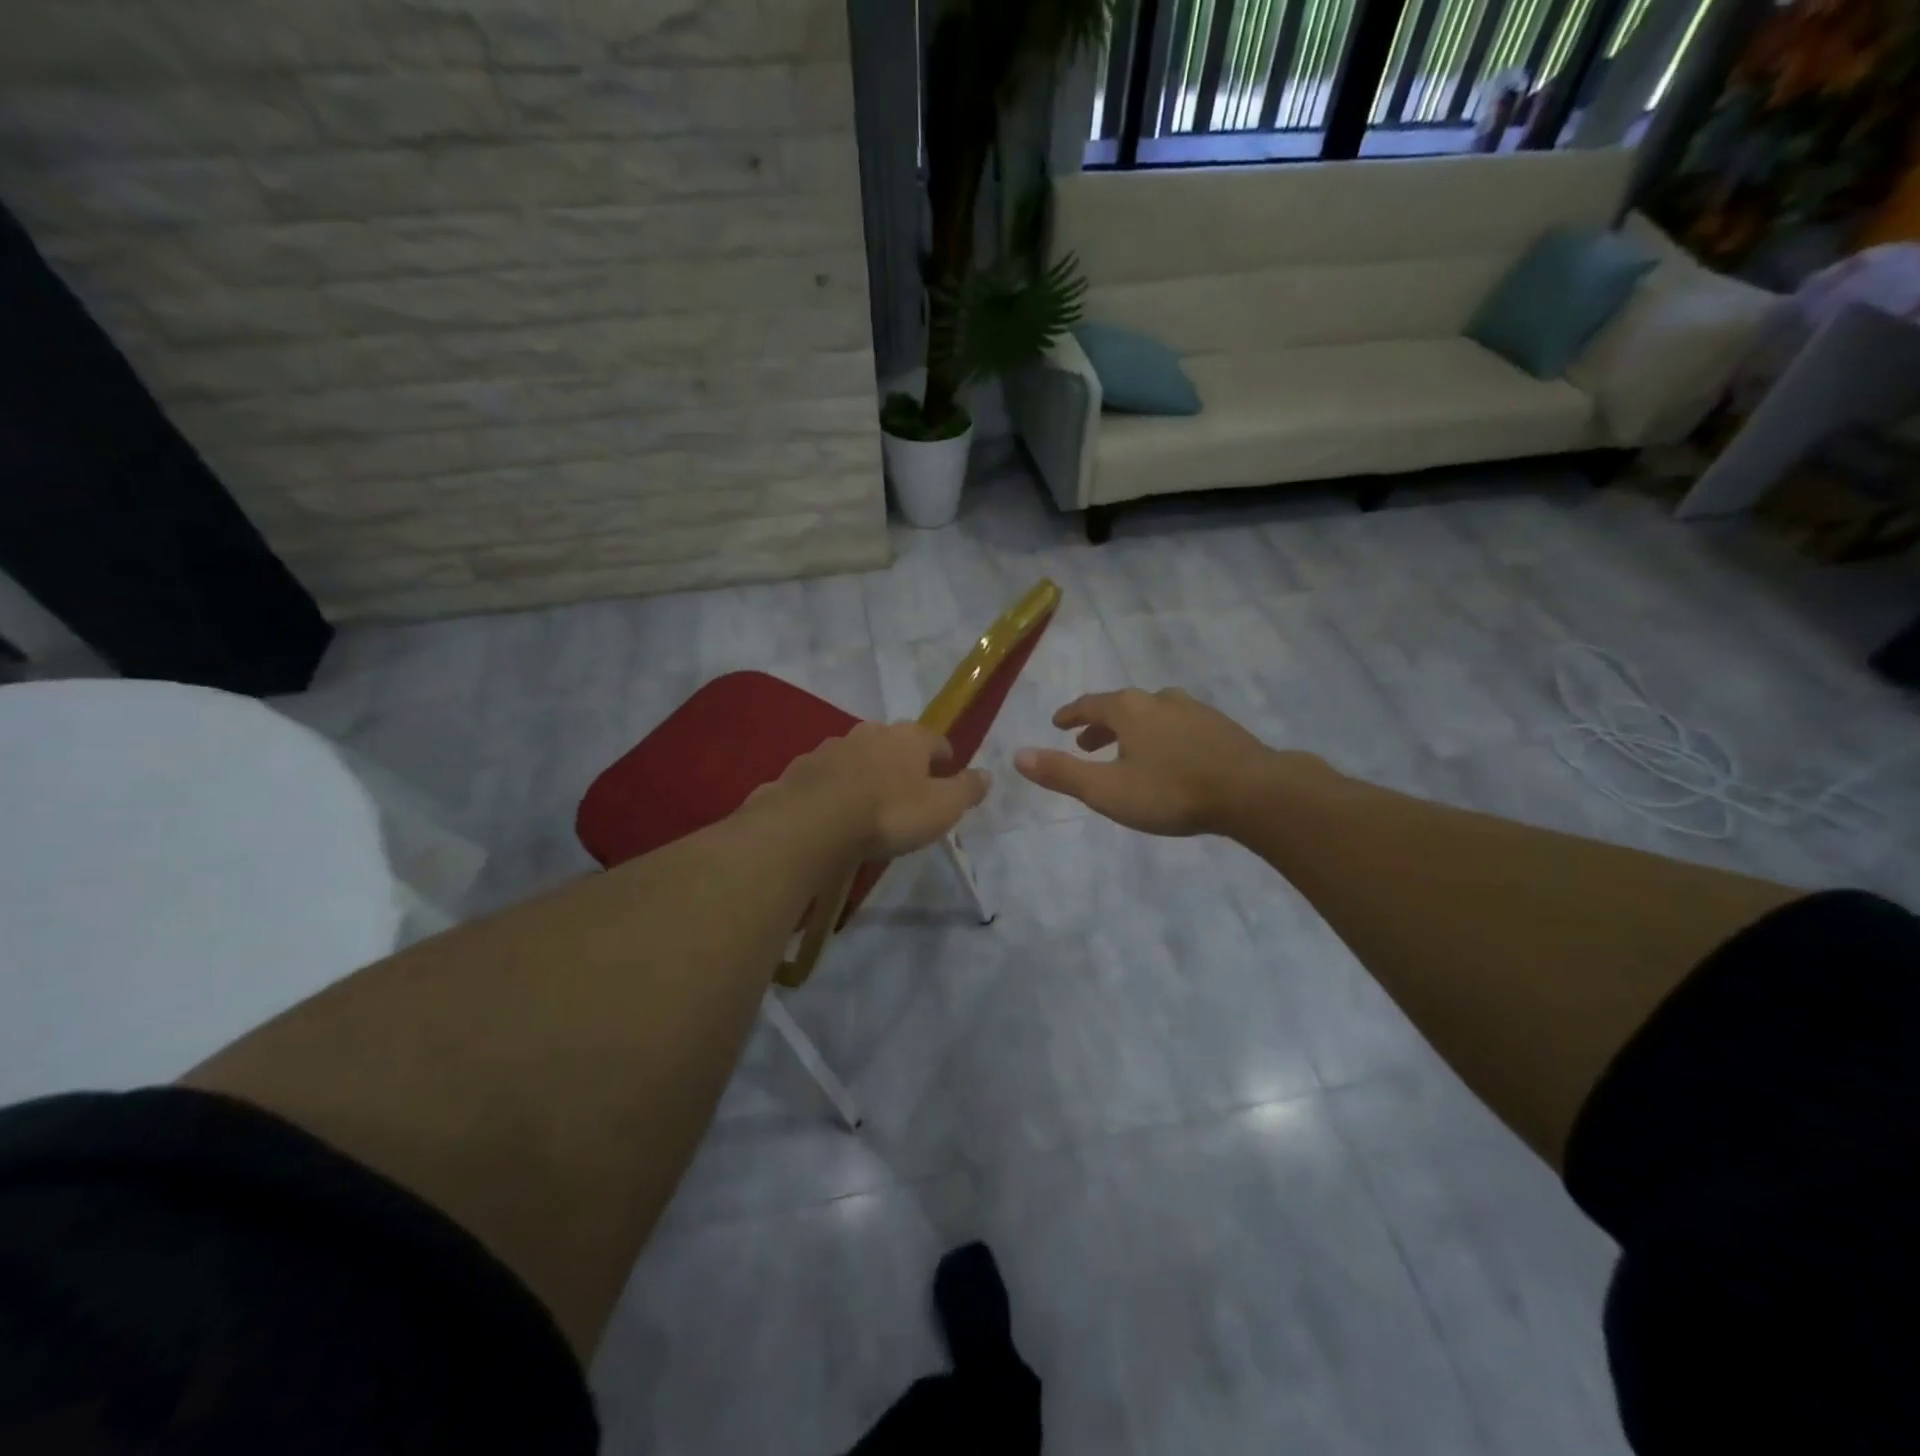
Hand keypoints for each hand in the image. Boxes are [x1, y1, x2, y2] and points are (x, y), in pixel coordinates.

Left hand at [752, 721, 988, 857]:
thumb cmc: (889, 813)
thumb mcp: (941, 808)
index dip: (944, 759)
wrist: (813, 821)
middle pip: (895, 743)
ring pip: (859, 755)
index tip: (946, 777)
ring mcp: (833, 746)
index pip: (937, 741)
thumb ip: (966, 790)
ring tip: (869, 801)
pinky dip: (836, 785)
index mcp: (909, 738)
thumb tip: (987, 774)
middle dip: (903, 762)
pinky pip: (828, 773)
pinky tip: (835, 808)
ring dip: (867, 771)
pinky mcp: (804, 766)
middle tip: (908, 791)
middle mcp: (872, 732)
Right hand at [1015, 688, 1309, 835]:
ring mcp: (1194, 710)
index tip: (1058, 723)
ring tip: (1127, 753)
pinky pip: (1178, 725)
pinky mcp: (1220, 727)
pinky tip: (1170, 758)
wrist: (1255, 792)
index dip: (1070, 715)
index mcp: (1128, 709)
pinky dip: (1161, 736)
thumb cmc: (1172, 791)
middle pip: (1121, 708)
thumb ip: (1062, 773)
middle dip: (1100, 726)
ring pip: (1152, 715)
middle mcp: (1159, 700)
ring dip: (1132, 731)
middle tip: (1085, 744)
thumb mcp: (1107, 789)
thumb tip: (1017, 755)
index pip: (1089, 705)